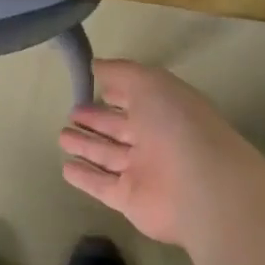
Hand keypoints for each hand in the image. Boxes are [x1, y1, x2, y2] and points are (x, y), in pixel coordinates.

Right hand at [57, 60, 264, 246]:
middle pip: (120, 128)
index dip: (115, 92)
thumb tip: (96, 65)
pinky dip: (85, 177)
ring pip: (109, 155)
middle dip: (96, 120)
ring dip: (86, 146)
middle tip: (71, 112)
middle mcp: (156, 140)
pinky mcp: (130, 200)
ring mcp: (144, 172)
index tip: (90, 86)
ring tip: (62, 136)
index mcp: (165, 110)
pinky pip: (102, 185)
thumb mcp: (150, 83)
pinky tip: (65, 168)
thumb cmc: (177, 126)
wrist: (202, 189)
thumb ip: (121, 72)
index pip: (136, 98)